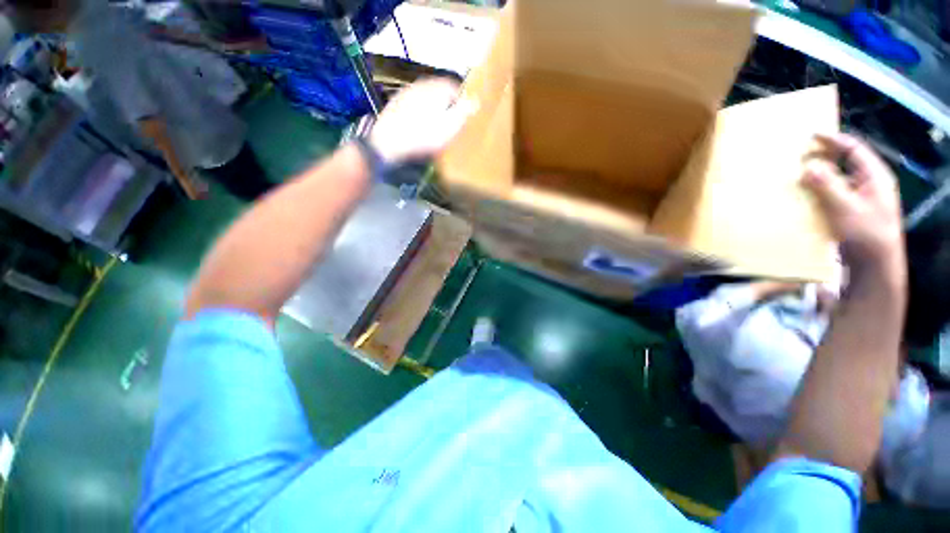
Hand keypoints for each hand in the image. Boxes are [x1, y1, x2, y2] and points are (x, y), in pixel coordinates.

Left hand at [369, 78, 476, 164]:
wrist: (388, 143)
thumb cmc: (423, 136)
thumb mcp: (450, 127)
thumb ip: (463, 112)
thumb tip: (475, 100)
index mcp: (437, 87)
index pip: (456, 86)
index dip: (463, 101)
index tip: (466, 117)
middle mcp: (421, 84)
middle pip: (441, 91)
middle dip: (449, 104)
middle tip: (452, 123)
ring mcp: (406, 92)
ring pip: (427, 97)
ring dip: (434, 108)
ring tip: (437, 126)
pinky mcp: (396, 103)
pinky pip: (415, 105)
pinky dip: (421, 113)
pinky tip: (420, 127)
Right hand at [802, 133, 903, 276]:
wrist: (873, 264)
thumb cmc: (865, 233)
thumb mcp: (846, 207)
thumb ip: (828, 185)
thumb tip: (807, 165)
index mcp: (874, 176)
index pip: (854, 149)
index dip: (834, 140)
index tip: (811, 135)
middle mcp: (867, 184)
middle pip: (844, 163)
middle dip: (822, 158)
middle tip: (799, 157)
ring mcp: (859, 199)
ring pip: (836, 180)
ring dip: (817, 177)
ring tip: (796, 176)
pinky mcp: (848, 212)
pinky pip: (831, 195)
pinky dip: (816, 193)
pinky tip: (803, 197)